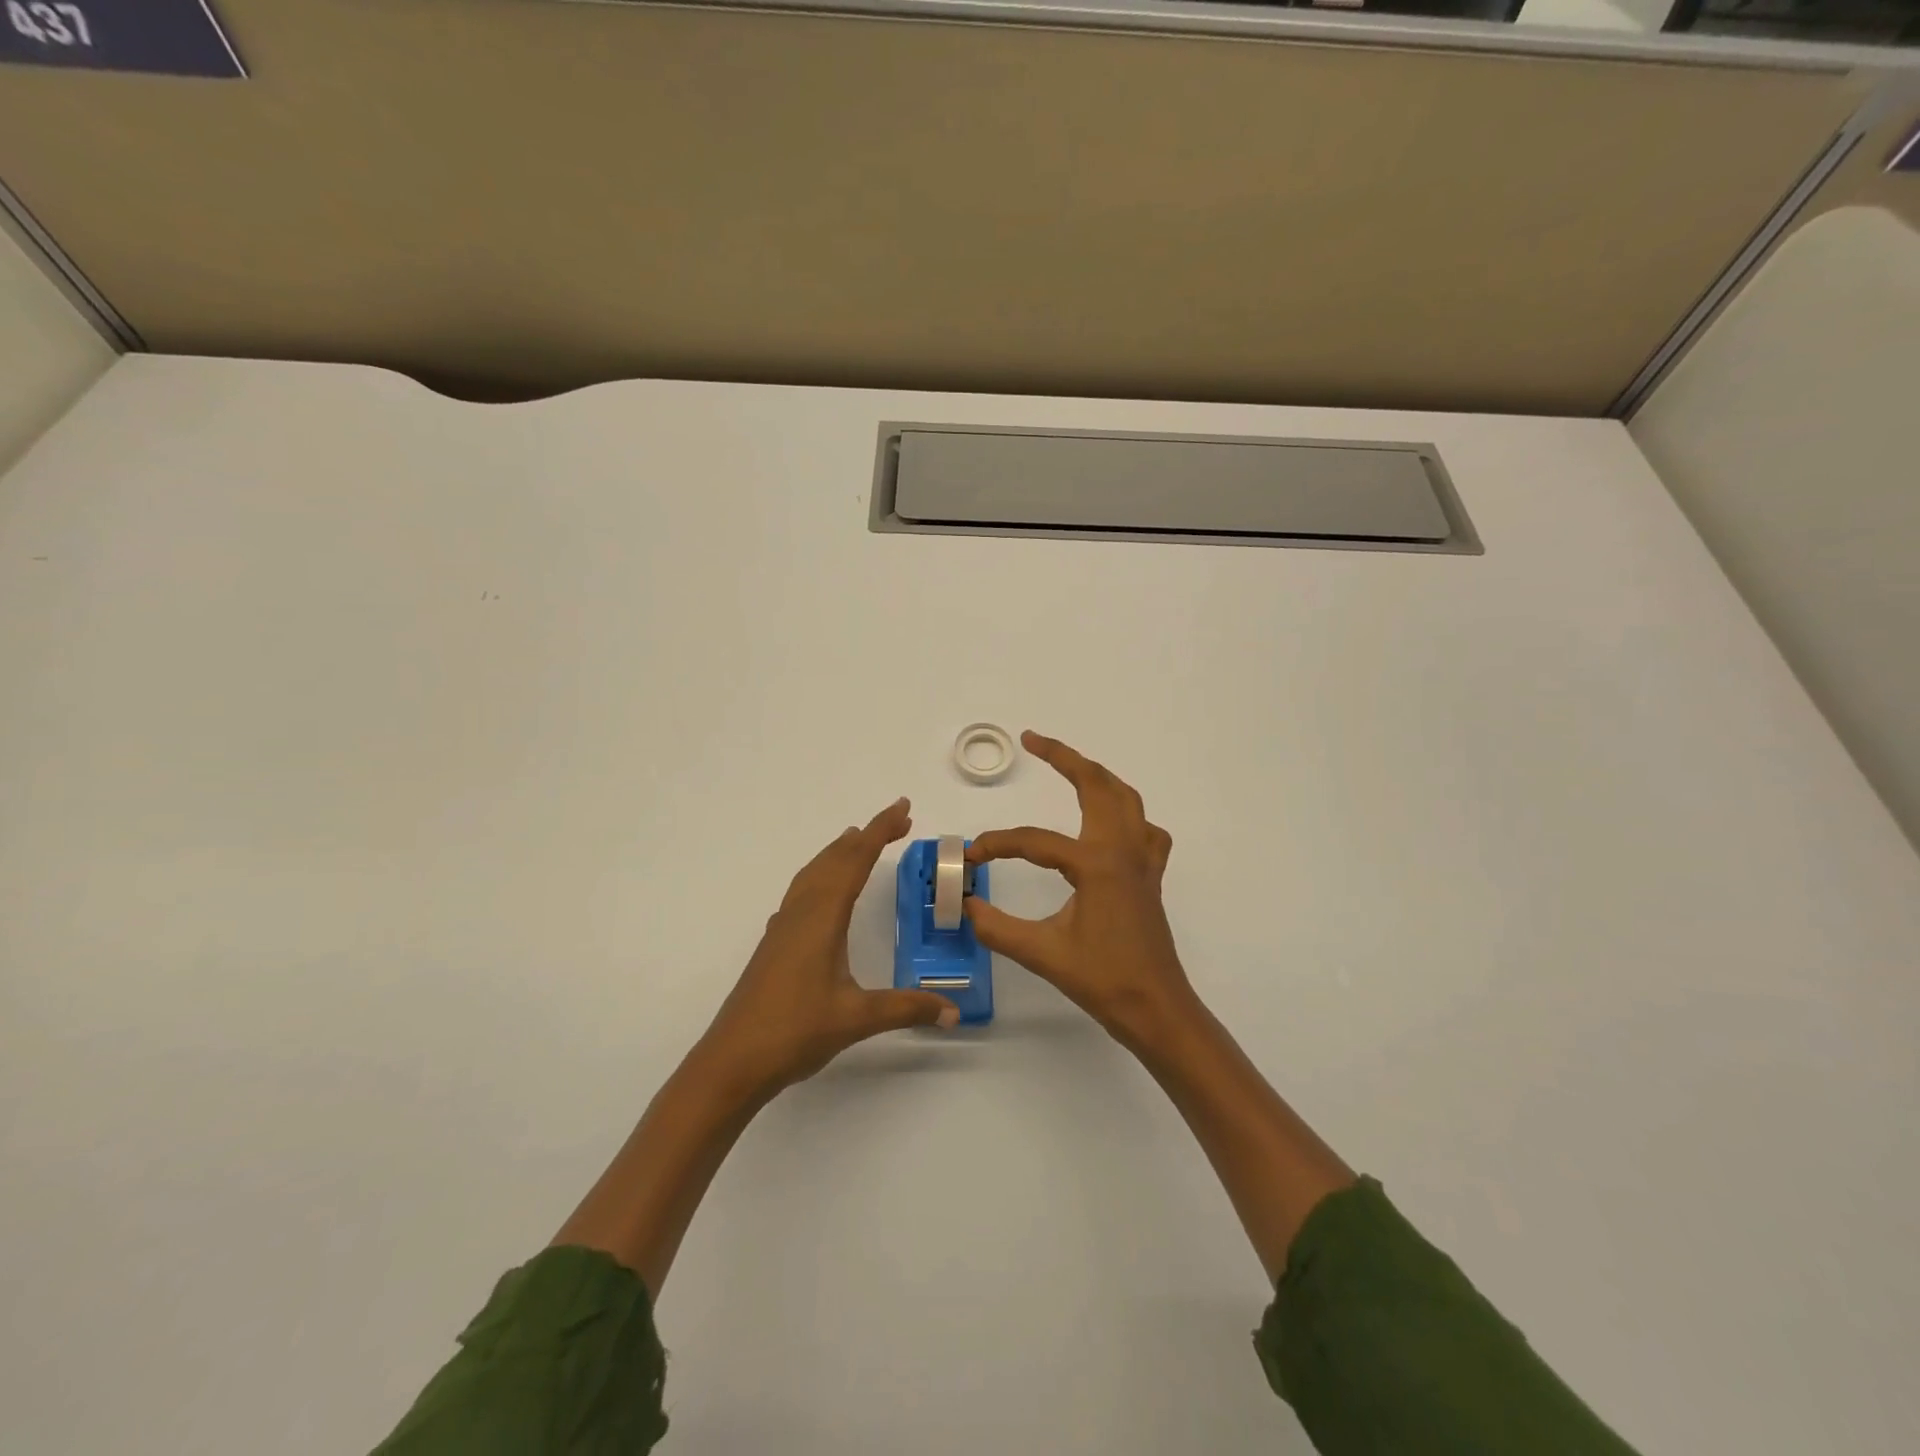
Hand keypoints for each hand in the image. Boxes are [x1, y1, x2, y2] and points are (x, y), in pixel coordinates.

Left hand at [697, 798, 958, 1097]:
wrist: (731, 1061)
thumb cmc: (794, 1032)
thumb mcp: (857, 1019)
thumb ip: (907, 1008)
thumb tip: (954, 1012)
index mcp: (822, 918)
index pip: (856, 861)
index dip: (881, 832)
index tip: (903, 809)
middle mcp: (801, 913)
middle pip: (835, 859)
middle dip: (866, 835)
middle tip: (898, 819)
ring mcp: (783, 927)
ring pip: (814, 874)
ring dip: (840, 852)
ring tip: (858, 840)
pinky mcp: (774, 944)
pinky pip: (802, 892)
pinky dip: (821, 875)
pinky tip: (822, 892)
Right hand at [966, 733, 1198, 1050]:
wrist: (1157, 1009)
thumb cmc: (1103, 981)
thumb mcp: (1043, 954)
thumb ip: (997, 927)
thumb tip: (966, 905)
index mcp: (1096, 863)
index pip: (1034, 842)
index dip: (998, 844)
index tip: (972, 856)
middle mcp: (1123, 850)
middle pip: (1098, 784)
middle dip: (1065, 757)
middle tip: (1033, 740)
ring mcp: (1142, 860)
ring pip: (1126, 798)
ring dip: (1097, 776)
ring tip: (1070, 767)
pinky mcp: (1150, 876)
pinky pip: (1145, 829)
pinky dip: (1128, 814)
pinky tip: (1111, 827)